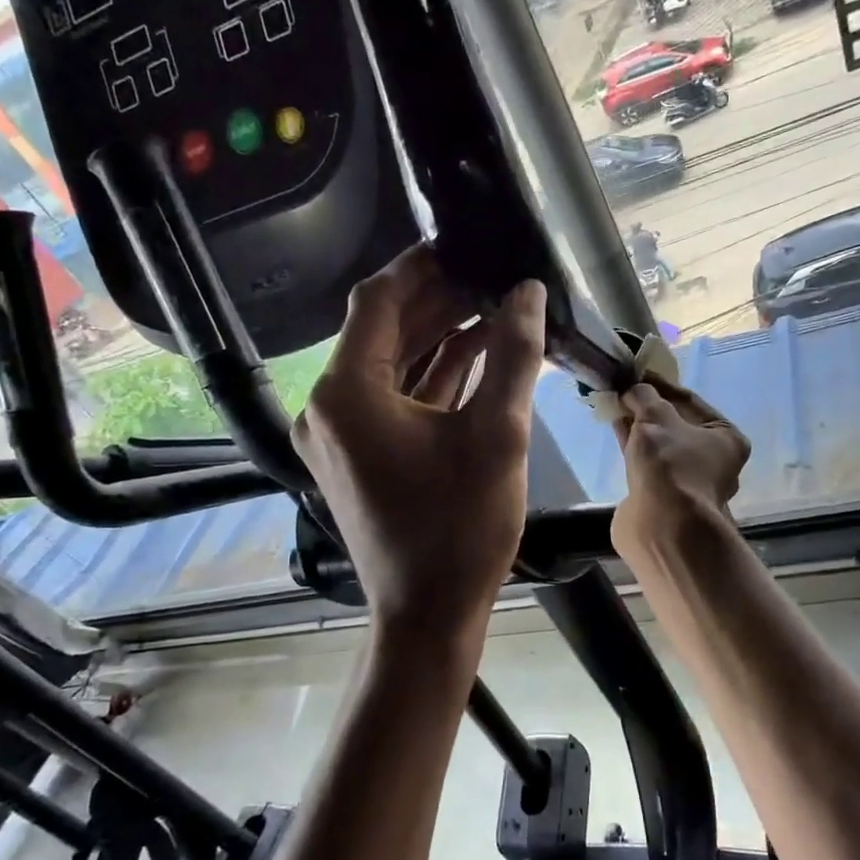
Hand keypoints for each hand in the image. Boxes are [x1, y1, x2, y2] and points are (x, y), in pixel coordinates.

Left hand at [293, 247, 546, 633]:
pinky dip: (431, 380)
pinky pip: (393, 402)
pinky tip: (476, 358)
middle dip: (436, 302)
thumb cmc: (461, 526)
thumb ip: (514, 354)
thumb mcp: (498, 433)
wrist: (429, 615)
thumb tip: (529, 292)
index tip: (462, 244)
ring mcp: (341, 436)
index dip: (420, 266)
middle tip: (489, 276)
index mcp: (348, 392)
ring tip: (492, 309)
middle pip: (382, 332)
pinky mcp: (358, 459)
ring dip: (437, 339)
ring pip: (390, 368)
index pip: (377, 301)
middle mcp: (330, 407)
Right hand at [611, 378, 750, 562]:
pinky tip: (616, 430)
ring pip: (661, 445)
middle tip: (625, 390)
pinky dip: (633, 447)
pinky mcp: (664, 498)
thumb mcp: (656, 418)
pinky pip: (648, 463)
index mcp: (727, 438)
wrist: (662, 526)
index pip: (691, 401)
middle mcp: (713, 461)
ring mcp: (688, 483)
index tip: (638, 373)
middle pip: (677, 424)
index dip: (662, 385)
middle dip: (649, 408)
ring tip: (615, 406)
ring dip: (639, 427)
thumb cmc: (670, 465)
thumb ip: (644, 396)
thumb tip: (634, 389)